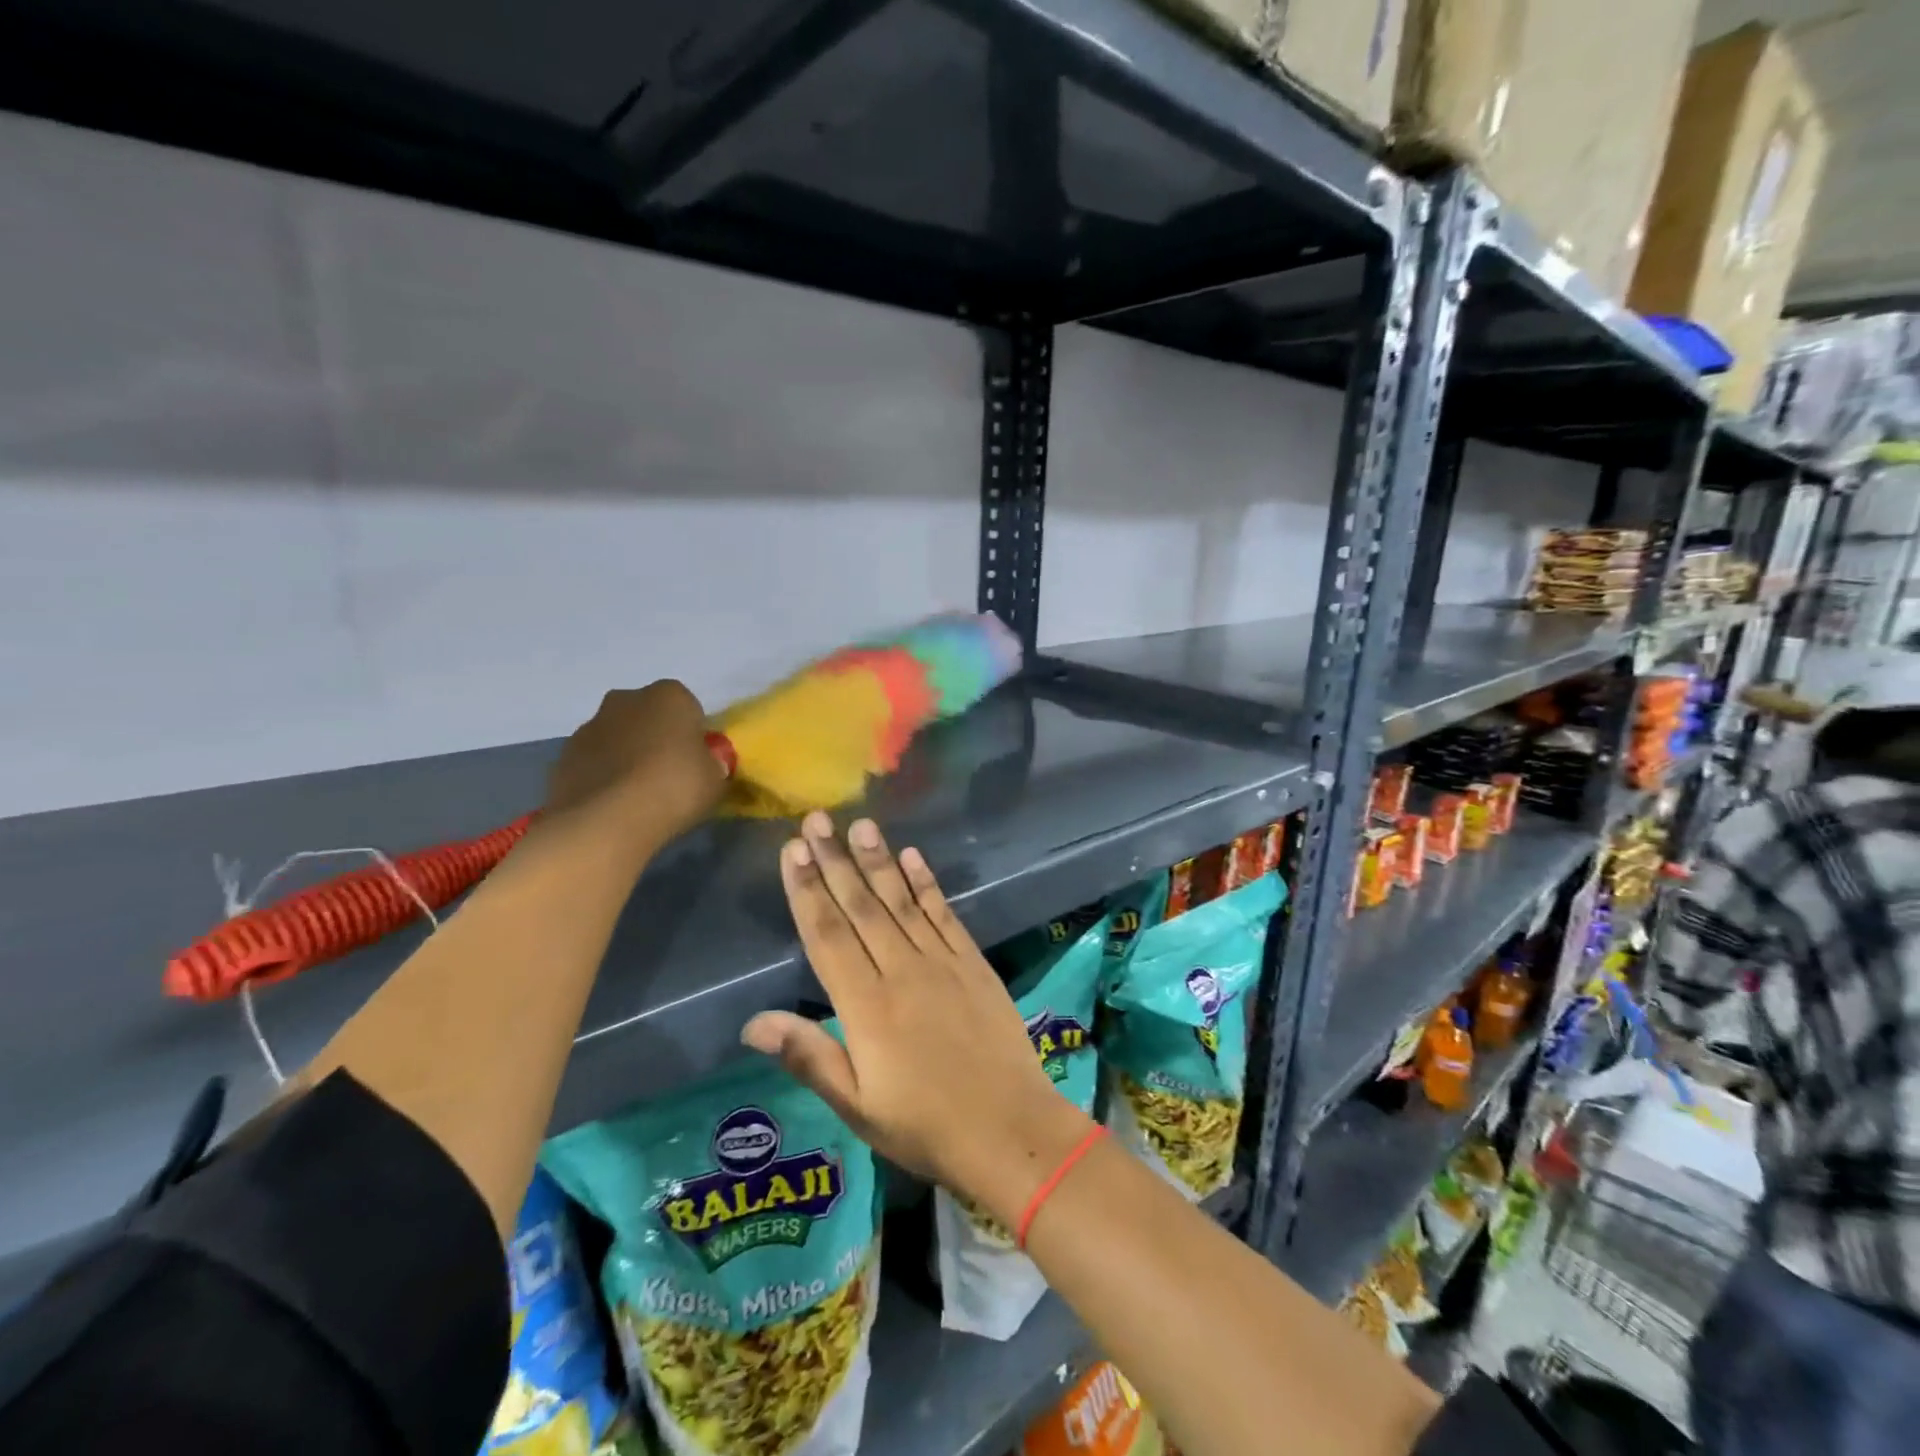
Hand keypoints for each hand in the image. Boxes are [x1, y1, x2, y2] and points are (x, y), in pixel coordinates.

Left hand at [544, 681, 725, 847]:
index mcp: (669, 695)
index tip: (696, 761)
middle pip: (647, 716)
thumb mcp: (717, 778)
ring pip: (617, 737)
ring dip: (626, 756)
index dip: (693, 734)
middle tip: (668, 775)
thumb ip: (713, 763)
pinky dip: (603, 776)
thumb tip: (707, 763)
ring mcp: (589, 727)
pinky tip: (613, 805)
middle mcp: (625, 700)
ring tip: (638, 796)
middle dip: (656, 737)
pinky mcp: (563, 757)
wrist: (607, 821)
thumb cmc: (675, 788)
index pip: (688, 707)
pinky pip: (593, 762)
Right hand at [743, 813, 1091, 1227]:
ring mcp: (942, 962)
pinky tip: (912, 857)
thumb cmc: (925, 1126)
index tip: (792, 851)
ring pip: (901, 901)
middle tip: (817, 820)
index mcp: (866, 1005)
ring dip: (878, 861)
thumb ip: (809, 1056)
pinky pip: (944, 914)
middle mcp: (901, 971)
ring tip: (860, 825)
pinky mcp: (973, 963)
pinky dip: (927, 884)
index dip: (807, 890)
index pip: (827, 935)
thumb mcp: (857, 1106)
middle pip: (861, 907)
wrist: (1010, 1128)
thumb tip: (752, 1022)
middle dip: (835, 861)